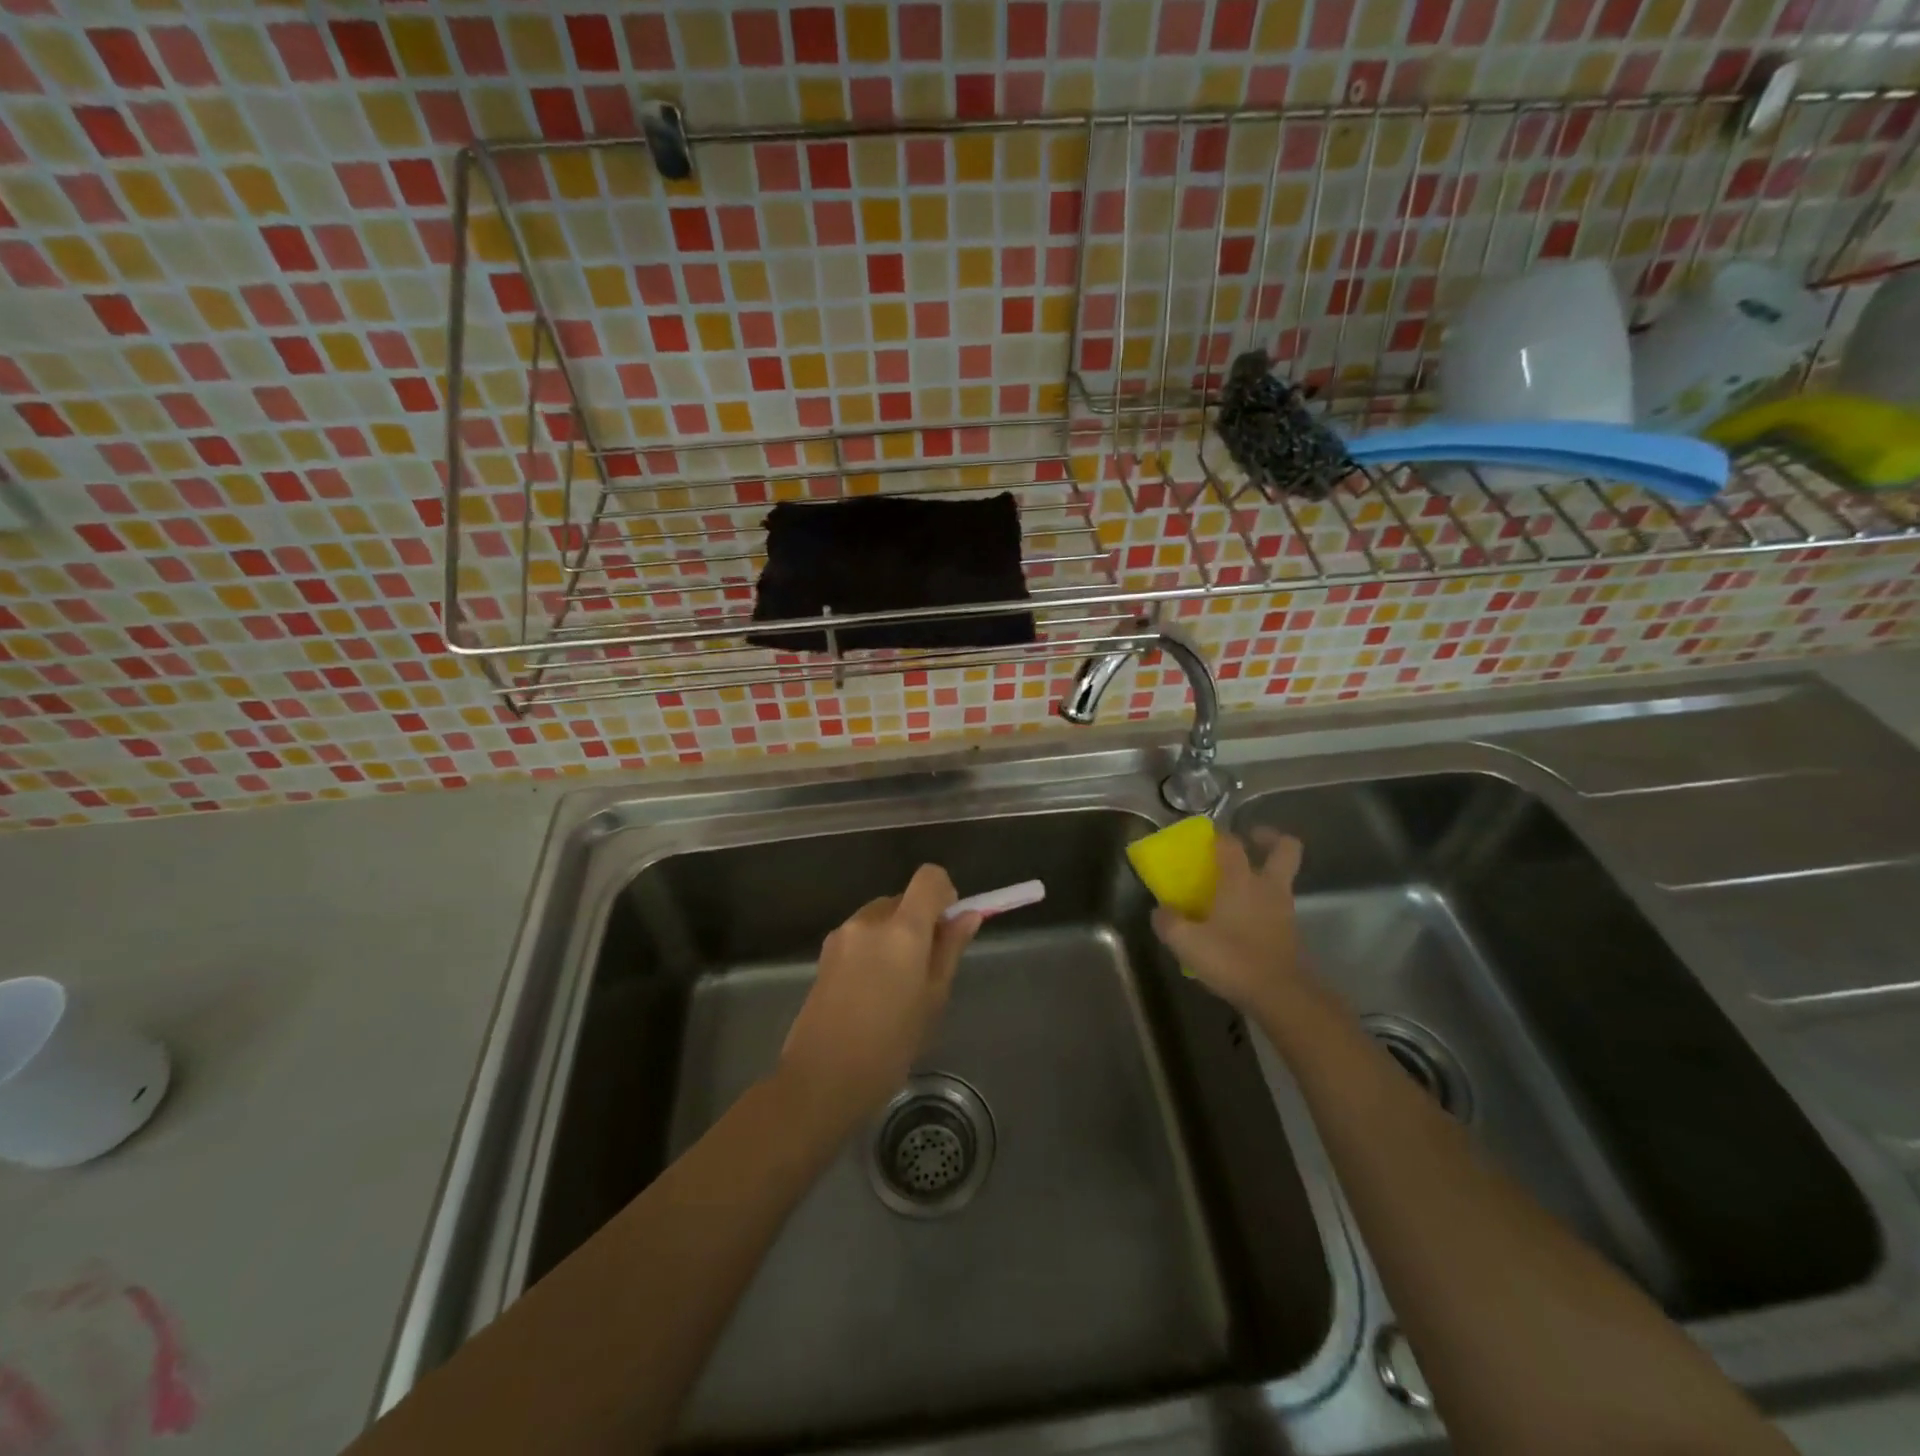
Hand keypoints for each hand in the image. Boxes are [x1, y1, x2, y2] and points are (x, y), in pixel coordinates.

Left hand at [778, 864, 981, 1128]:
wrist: (821, 1079)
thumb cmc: (890, 1046)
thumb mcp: (932, 999)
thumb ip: (949, 950)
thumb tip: (967, 916)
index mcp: (902, 929)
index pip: (928, 877)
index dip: (944, 893)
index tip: (948, 926)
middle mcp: (869, 920)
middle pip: (903, 898)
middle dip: (919, 921)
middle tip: (926, 968)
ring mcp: (842, 934)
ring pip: (880, 917)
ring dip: (894, 935)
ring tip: (896, 986)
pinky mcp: (825, 952)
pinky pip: (860, 935)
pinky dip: (873, 949)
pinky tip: (871, 992)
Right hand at [1151, 828, 1310, 1021]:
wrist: (1281, 995)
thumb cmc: (1232, 959)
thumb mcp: (1186, 942)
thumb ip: (1168, 922)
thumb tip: (1160, 911)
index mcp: (1241, 880)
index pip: (1232, 843)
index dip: (1219, 835)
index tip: (1206, 838)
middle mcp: (1267, 887)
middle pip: (1285, 848)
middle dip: (1269, 838)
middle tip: (1249, 841)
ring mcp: (1284, 909)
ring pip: (1282, 878)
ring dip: (1266, 874)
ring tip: (1237, 887)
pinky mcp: (1291, 932)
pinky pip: (1278, 905)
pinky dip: (1264, 904)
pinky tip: (1242, 921)